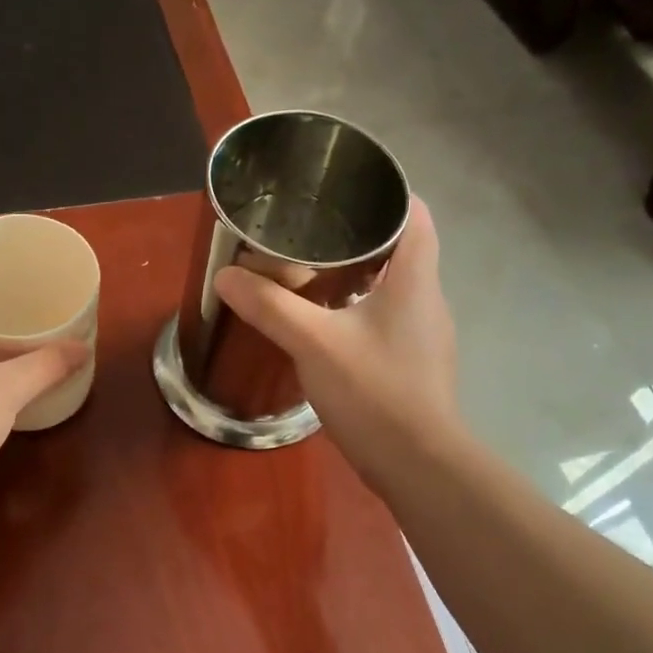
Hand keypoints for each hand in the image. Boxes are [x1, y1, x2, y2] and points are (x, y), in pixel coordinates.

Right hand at [215, 197, 459, 490]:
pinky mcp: (413, 363)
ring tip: (309, 271)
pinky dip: (357, 309)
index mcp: (415, 279)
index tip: (343, 189)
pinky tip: (324, 324)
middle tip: (310, 230)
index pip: (414, 213)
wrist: (417, 463)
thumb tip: (226, 277)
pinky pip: (386, 319)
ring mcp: (423, 335)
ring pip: (392, 287)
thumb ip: (270, 306)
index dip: (385, 194)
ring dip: (357, 274)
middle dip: (359, 234)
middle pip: (401, 248)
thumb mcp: (314, 343)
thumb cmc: (374, 390)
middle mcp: (427, 299)